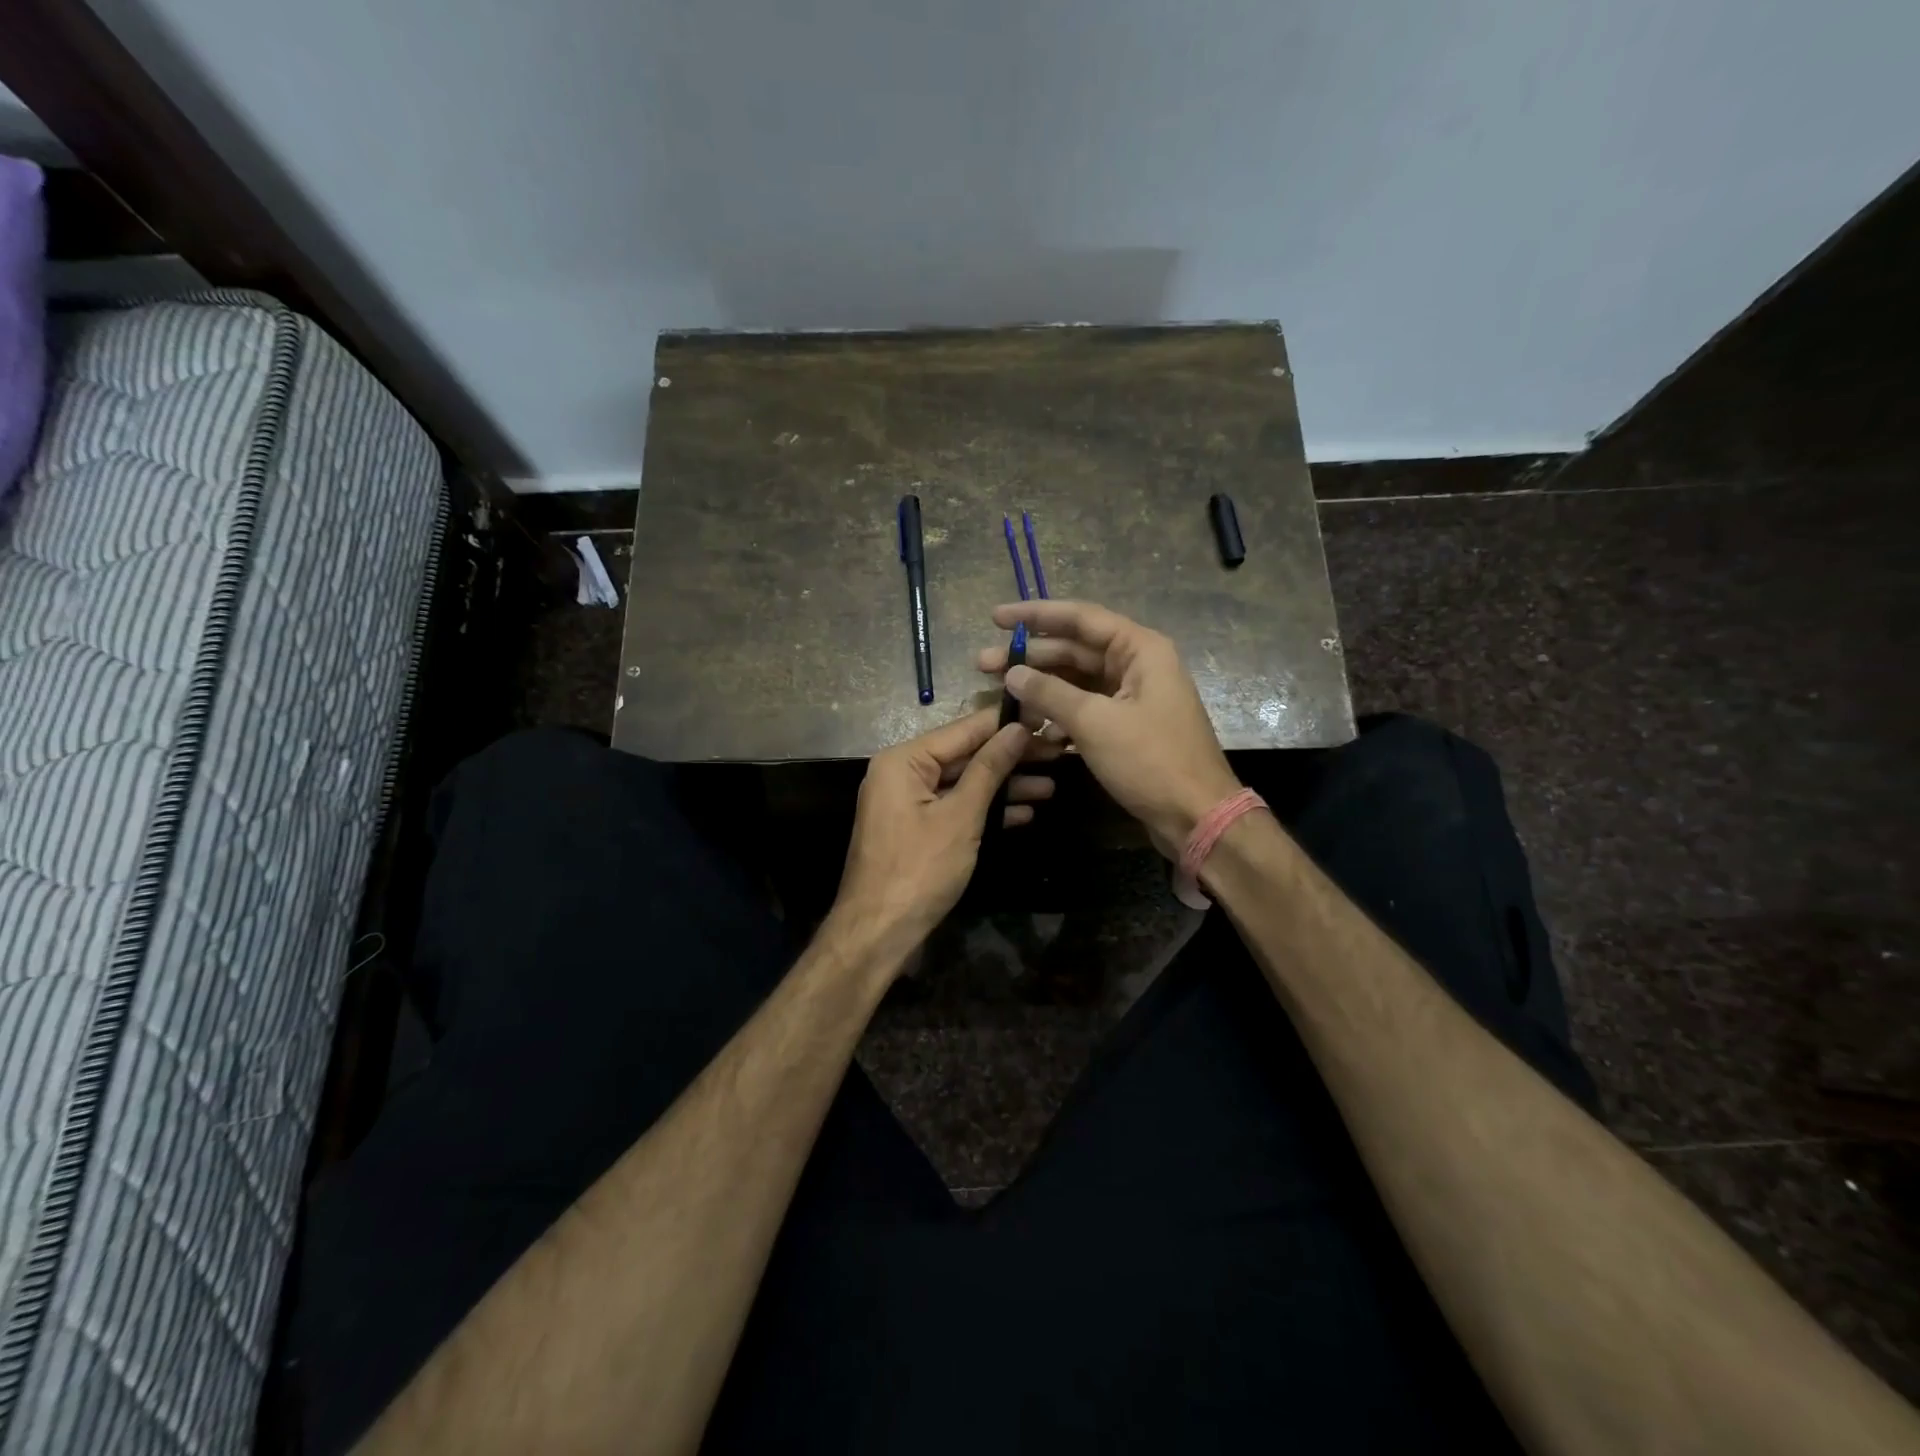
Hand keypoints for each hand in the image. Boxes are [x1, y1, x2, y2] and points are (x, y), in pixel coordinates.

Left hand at [833, 708, 1055, 955]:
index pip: (964, 729)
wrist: (878, 932)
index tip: (1046, 717)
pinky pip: (956, 808)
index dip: (1007, 724)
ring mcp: (909, 803)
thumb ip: (989, 769)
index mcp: (903, 760)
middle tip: (1058, 754)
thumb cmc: (919, 869)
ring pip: (964, 784)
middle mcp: (902, 773)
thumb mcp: (961, 816)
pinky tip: (1024, 814)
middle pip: (965, 755)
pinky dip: (986, 811)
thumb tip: (1018, 729)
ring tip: (1051, 786)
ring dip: (1005, 787)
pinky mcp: (917, 829)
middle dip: (1011, 758)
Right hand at [977, 600, 1240, 857]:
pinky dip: (1055, 713)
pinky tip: (1025, 722)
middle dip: (1029, 657)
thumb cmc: (1150, 761)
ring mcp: (1131, 697)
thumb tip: (1012, 673)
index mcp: (1139, 650)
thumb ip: (1049, 693)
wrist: (1196, 816)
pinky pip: (1083, 708)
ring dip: (1039, 686)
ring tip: (996, 691)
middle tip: (982, 663)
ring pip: (1075, 681)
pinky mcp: (1124, 727)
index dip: (1035, 615)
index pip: (1080, 618)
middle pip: (1074, 650)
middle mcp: (1136, 665)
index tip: (996, 618)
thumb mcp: (1095, 722)